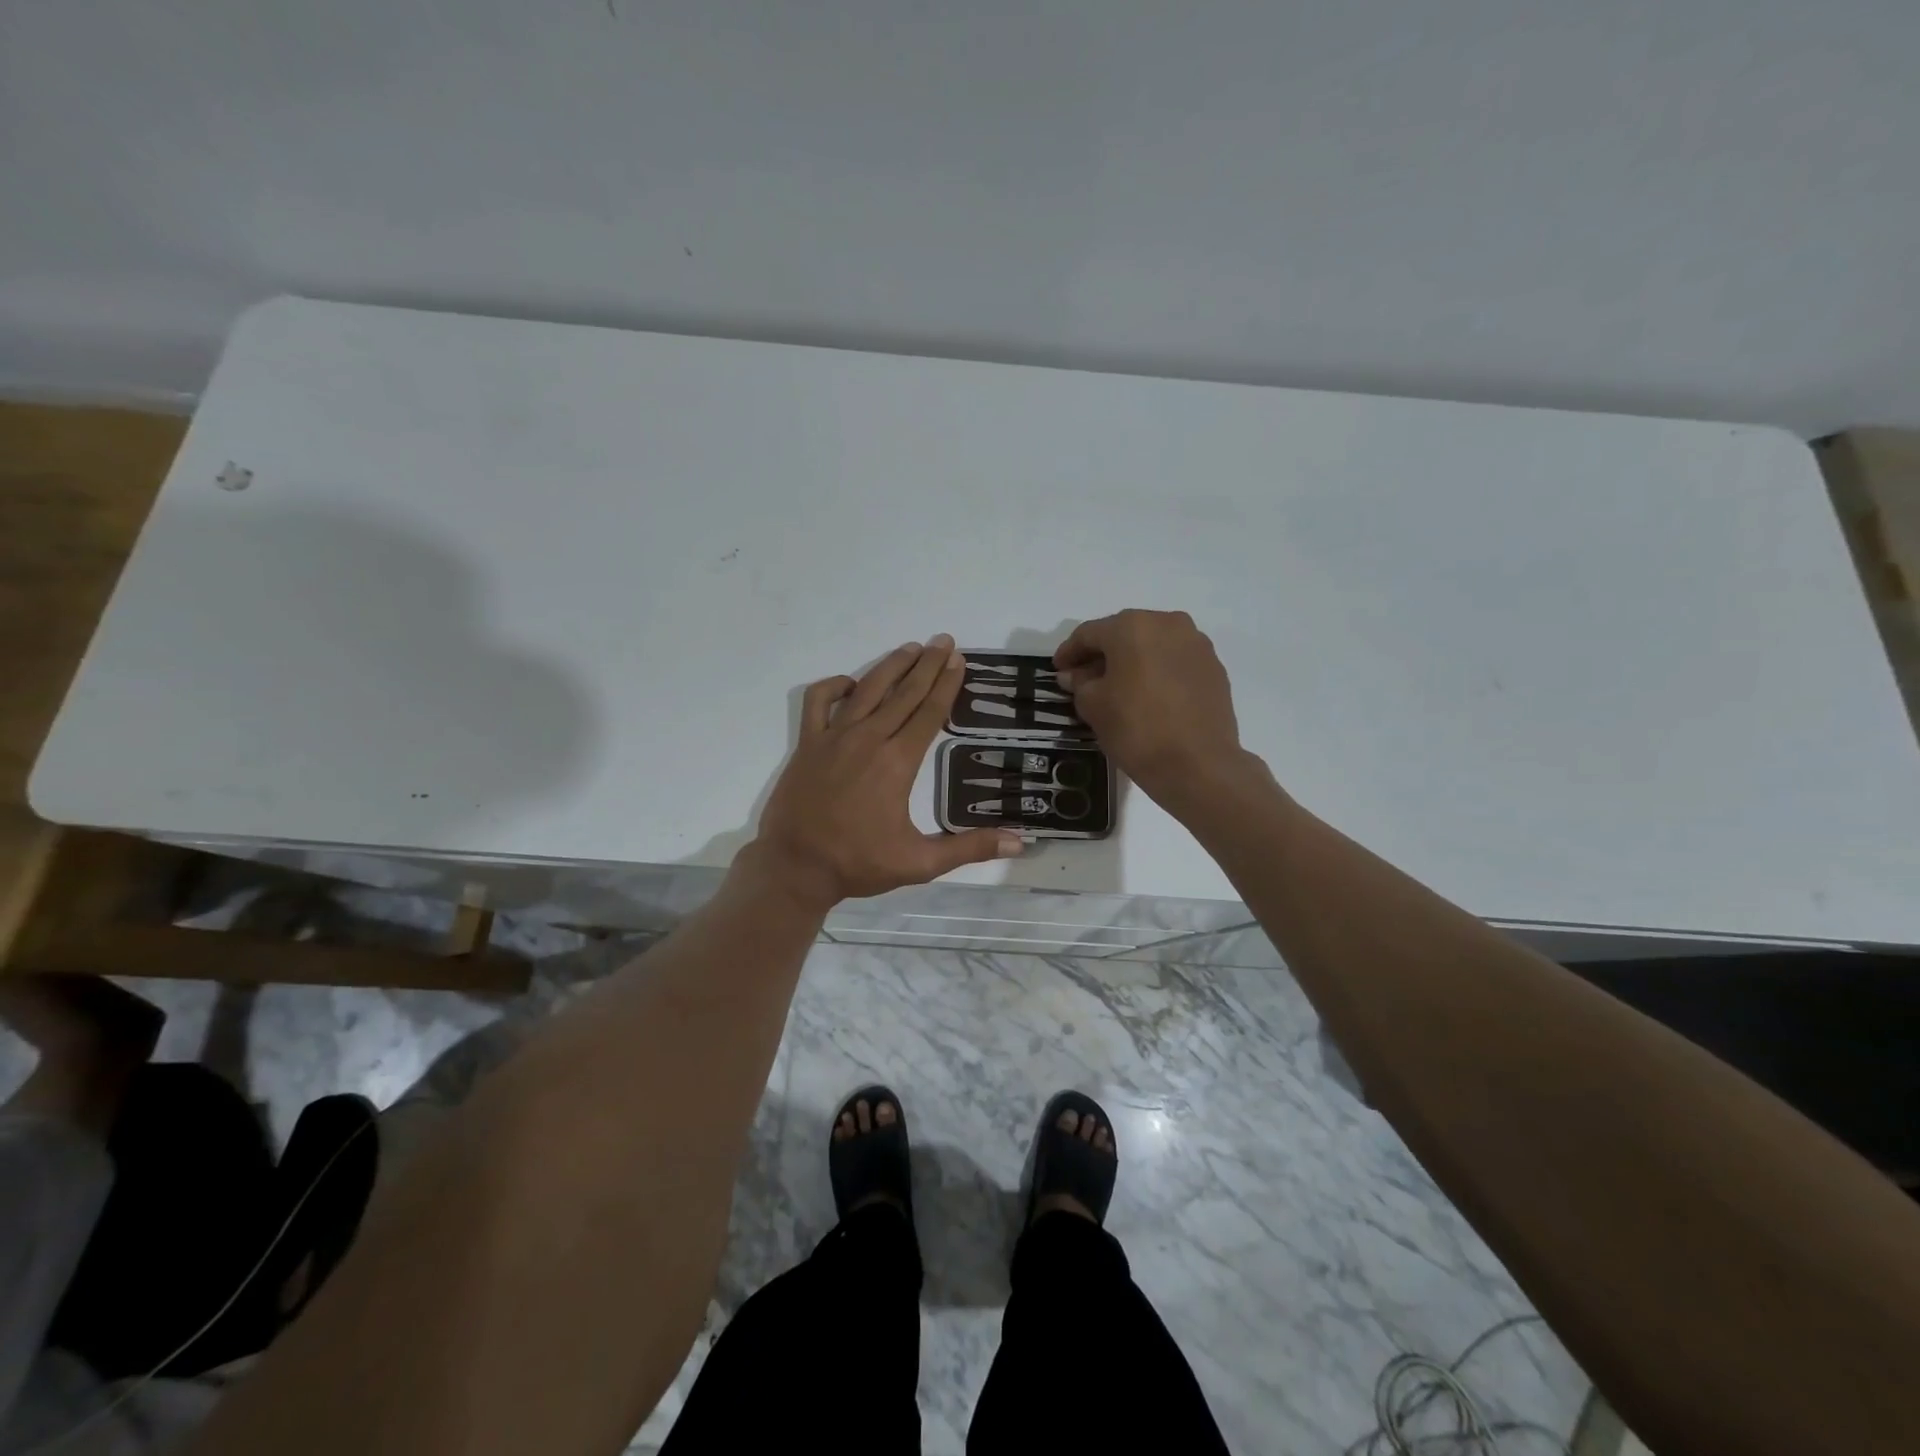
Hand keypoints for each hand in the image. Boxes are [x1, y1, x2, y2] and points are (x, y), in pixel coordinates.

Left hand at [749, 634, 1023, 910]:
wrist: (795, 867)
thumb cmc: (858, 863)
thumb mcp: (920, 863)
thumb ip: (969, 848)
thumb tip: (1019, 842)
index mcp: (897, 763)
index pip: (929, 712)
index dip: (947, 684)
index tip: (959, 660)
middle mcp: (868, 739)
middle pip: (904, 693)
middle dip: (927, 664)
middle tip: (944, 640)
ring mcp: (834, 737)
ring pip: (867, 689)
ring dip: (891, 665)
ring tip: (911, 648)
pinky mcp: (808, 743)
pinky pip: (819, 701)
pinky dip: (835, 686)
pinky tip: (852, 684)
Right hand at [1054, 610, 1251, 807]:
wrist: (1199, 765)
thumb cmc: (1137, 729)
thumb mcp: (1093, 706)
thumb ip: (1080, 683)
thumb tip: (1075, 675)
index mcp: (1132, 627)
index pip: (1089, 633)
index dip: (1069, 652)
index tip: (1057, 670)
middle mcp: (1168, 623)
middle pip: (1124, 634)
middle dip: (1102, 654)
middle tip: (1084, 679)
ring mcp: (1196, 644)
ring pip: (1152, 646)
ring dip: (1132, 661)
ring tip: (1117, 688)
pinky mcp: (1214, 667)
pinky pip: (1175, 662)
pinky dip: (1157, 672)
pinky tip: (1148, 696)